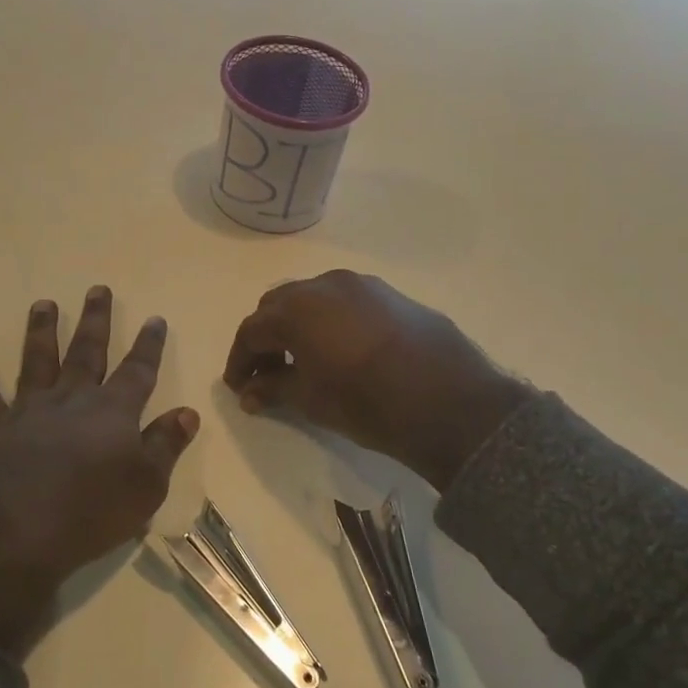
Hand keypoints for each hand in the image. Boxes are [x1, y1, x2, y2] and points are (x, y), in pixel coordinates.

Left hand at [0, 286, 198, 656]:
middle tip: (97, 289)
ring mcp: (29, 410)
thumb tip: (187, 412)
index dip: (149, 345)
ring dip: (42, 330)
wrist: (13, 538)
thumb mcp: (145, 486)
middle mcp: (71, 400)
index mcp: (112, 412)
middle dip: (95, 320)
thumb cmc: (89, 513)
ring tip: (43, 304)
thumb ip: (165, 445)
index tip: (154, 319)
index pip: (138, 371)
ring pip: (38, 360)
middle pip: (87, 352)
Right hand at [223, 271, 530, 491]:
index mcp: (297, 308)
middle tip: (267, 373)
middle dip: (267, 338)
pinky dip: (330, 322)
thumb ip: (274, 388)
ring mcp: (362, 285)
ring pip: (314, 299)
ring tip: (303, 361)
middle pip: (279, 306)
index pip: (252, 330)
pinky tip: (340, 350)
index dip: (240, 360)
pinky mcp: (391, 294)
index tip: (238, 386)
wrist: (450, 401)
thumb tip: (250, 392)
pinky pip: (346, 302)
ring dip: (298, 326)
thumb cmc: (368, 403)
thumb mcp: (312, 400)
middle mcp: (325, 285)